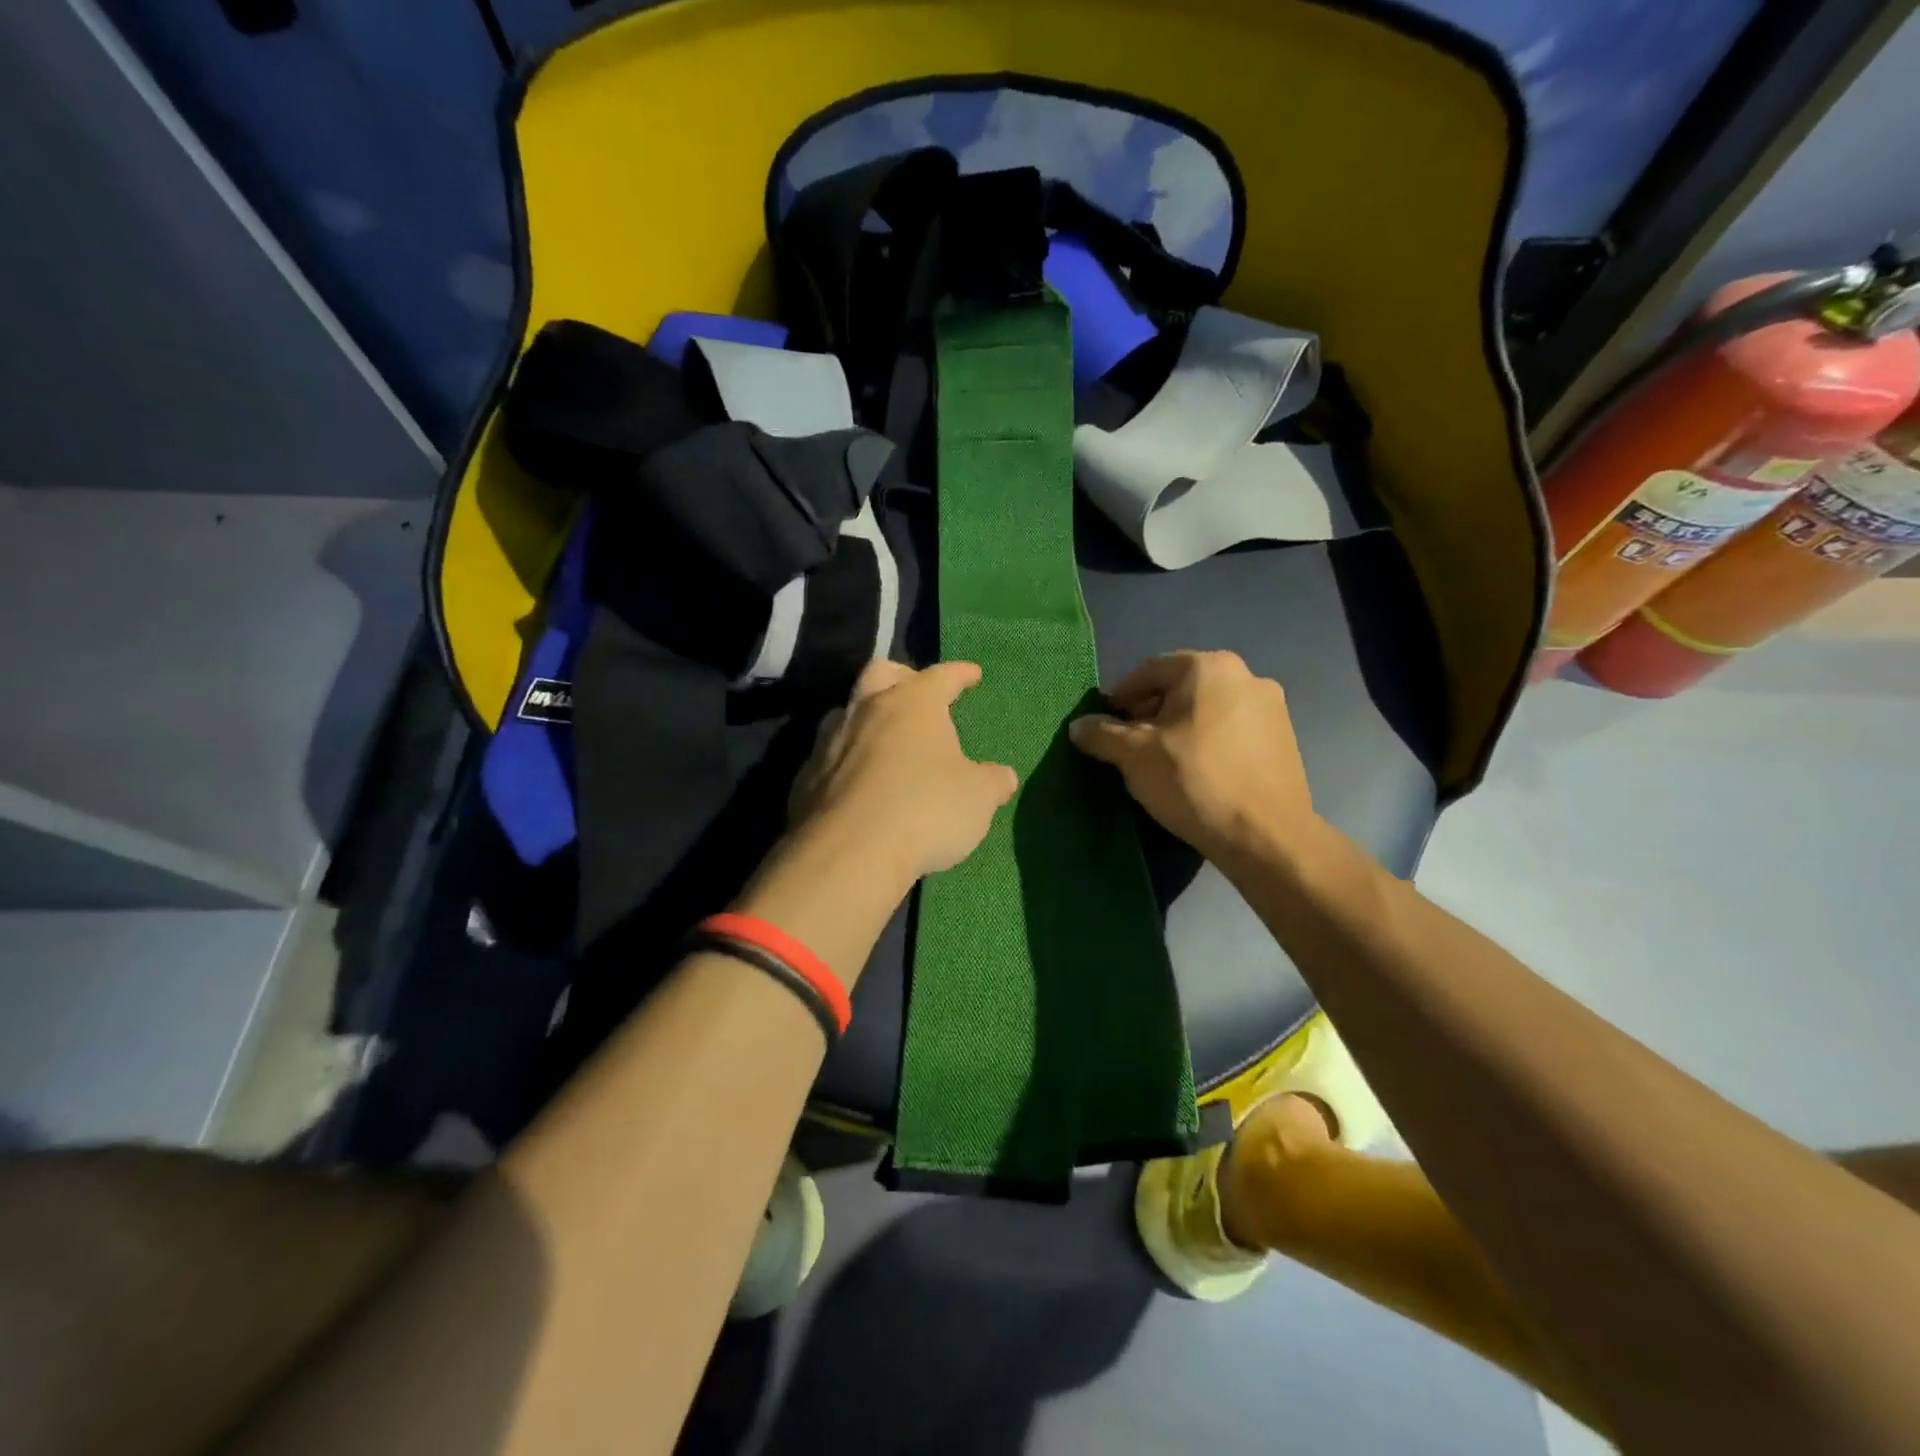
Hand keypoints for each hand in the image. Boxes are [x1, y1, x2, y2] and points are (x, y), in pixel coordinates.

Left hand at [790, 660, 1017, 883]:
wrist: (849, 853)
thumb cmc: (926, 810)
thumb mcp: (978, 799)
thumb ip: (992, 782)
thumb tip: (1003, 776)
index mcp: (912, 703)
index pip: (941, 676)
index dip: (959, 674)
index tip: (972, 674)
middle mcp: (866, 710)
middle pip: (880, 673)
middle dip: (901, 675)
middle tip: (916, 689)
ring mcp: (829, 742)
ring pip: (847, 712)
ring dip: (866, 717)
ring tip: (883, 737)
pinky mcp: (805, 778)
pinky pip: (828, 756)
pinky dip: (846, 760)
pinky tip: (858, 782)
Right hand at [1068, 650, 1318, 864]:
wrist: (1266, 836)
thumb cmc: (1193, 781)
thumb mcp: (1134, 756)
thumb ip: (1102, 734)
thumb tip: (1079, 726)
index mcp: (1208, 667)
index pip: (1148, 671)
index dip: (1120, 698)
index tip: (1105, 726)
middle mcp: (1246, 675)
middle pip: (1181, 687)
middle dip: (1151, 712)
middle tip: (1130, 745)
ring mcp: (1272, 707)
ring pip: (1209, 708)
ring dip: (1181, 727)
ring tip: (1162, 761)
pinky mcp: (1285, 738)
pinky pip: (1233, 729)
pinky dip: (1209, 742)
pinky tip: (1198, 772)